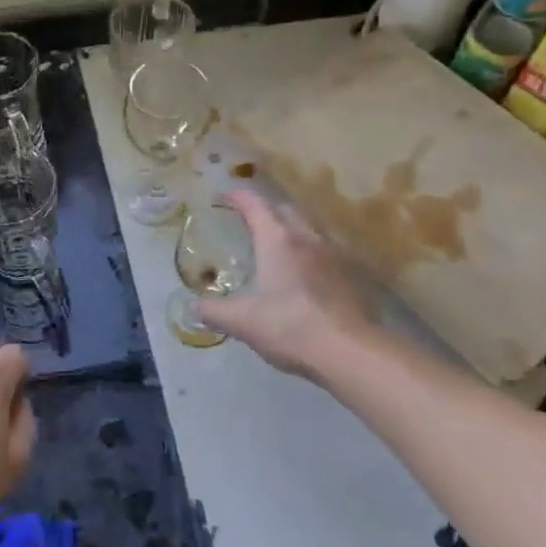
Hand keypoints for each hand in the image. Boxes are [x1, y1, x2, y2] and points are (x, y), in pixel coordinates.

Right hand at [197, 190, 382, 381]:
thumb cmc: (289, 326)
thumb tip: (193, 307)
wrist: (349, 351)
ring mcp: (334, 256)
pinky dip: (311, 255)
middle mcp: (307, 239)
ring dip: (293, 231)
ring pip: (310, 230)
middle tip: (252, 222)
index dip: (239, 197)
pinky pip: (327, 253)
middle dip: (268, 211)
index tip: (226, 195)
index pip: (256, 205)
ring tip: (280, 247)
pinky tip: (306, 275)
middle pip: (286, 211)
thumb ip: (215, 311)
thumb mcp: (242, 321)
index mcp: (278, 241)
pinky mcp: (352, 277)